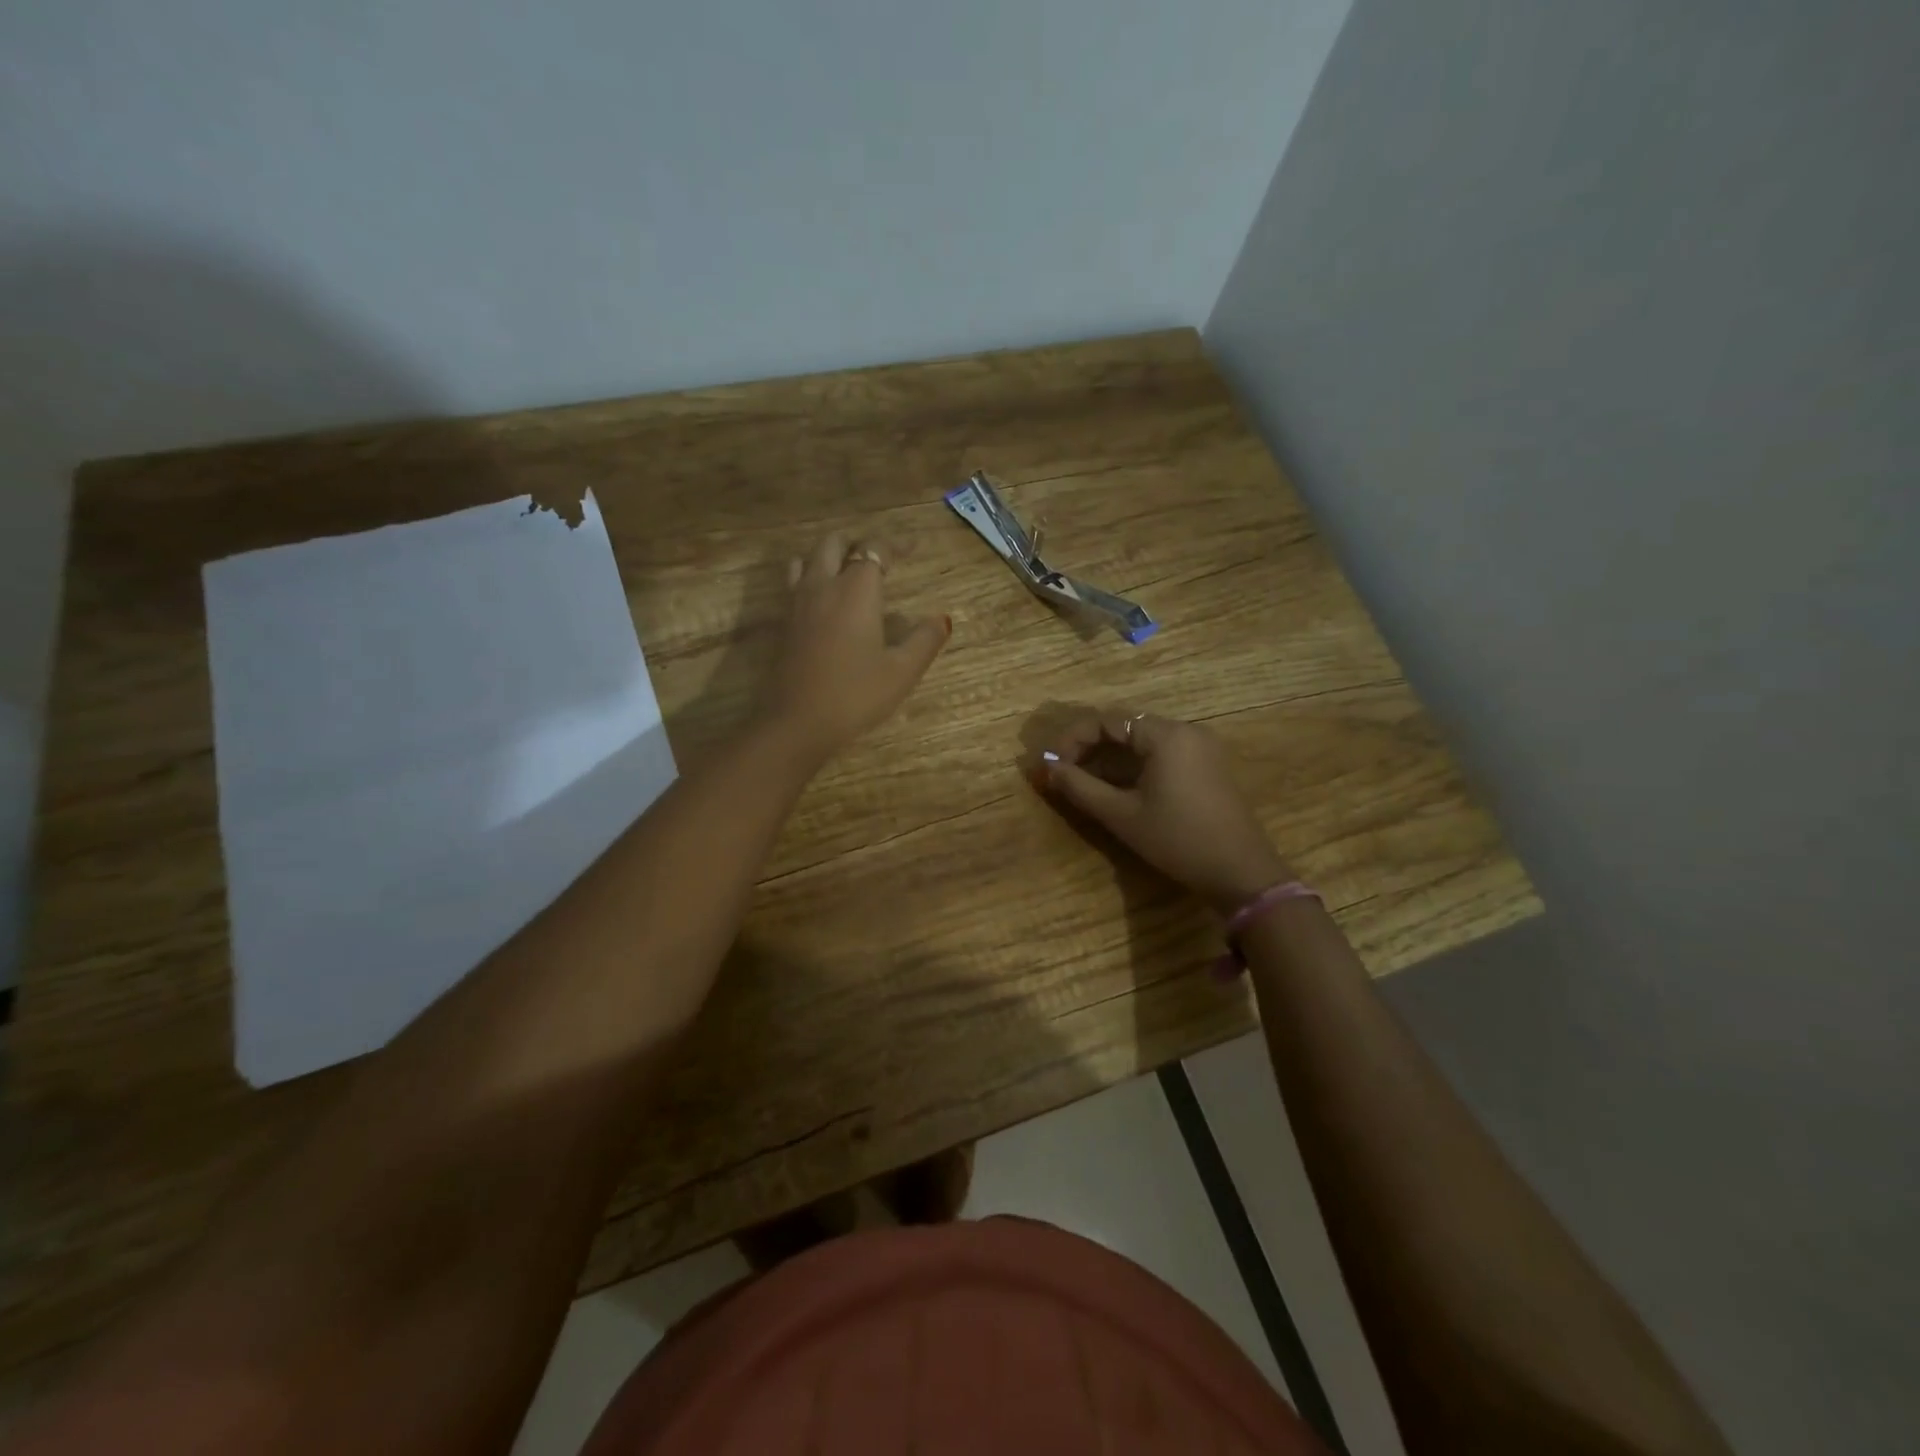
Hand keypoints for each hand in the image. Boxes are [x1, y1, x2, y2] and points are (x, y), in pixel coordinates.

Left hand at [760, 534, 950, 760]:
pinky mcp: (784, 623)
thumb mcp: (902, 672)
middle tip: (879, 558)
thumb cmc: (855, 695)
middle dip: (857, 543)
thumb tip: (942, 619)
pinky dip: (812, 577)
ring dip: (829, 556)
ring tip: (848, 572)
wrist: (797, 722)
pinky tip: (825, 601)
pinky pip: (795, 583)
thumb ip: (924, 640)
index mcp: (856, 590)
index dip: (895, 544)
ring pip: (808, 559)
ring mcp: (798, 603)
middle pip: (833, 543)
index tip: (913, 547)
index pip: (874, 550)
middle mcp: (823, 586)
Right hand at [1038, 709, 1293, 913]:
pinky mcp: (1207, 766)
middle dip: (1089, 746)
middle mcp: (1185, 731)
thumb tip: (1047, 768)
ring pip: (1142, 740)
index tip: (1053, 765)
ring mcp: (1200, 748)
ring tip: (1084, 782)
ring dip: (1110, 756)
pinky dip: (1133, 764)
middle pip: (1125, 725)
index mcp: (1166, 735)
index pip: (1107, 720)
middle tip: (1063, 772)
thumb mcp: (1122, 815)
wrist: (1241, 873)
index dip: (1073, 738)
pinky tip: (1117, 788)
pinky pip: (1161, 753)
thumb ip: (1080, 787)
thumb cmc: (1177, 840)